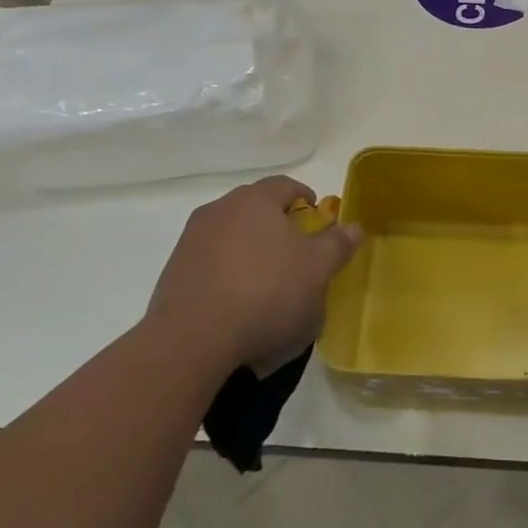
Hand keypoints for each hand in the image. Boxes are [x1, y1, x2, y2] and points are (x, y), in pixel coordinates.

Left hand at [148, 176, 362, 374]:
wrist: (191, 341)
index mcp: (254, 200)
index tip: (318, 221)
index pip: (285, 186)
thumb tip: (353, 227)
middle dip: (278, 229)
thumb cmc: (266, 293)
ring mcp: (190, 242)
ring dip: (251, 255)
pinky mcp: (173, 275)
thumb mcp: (317, 270)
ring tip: (268, 289)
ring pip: (231, 239)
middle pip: (256, 210)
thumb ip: (337, 245)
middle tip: (298, 256)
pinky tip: (240, 310)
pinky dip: (228, 280)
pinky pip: (211, 268)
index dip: (306, 199)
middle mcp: (219, 211)